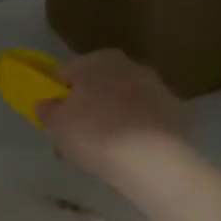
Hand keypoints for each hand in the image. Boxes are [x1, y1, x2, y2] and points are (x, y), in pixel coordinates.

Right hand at [37, 50, 188, 191]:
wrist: (155, 161)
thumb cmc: (96, 134)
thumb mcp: (58, 125)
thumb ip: (47, 110)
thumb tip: (46, 103)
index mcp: (97, 60)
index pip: (64, 73)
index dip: (54, 97)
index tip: (52, 121)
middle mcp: (129, 65)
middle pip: (95, 87)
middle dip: (83, 110)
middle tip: (73, 140)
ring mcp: (156, 87)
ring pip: (120, 103)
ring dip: (108, 120)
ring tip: (100, 153)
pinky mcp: (174, 111)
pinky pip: (141, 119)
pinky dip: (132, 132)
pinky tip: (126, 155)